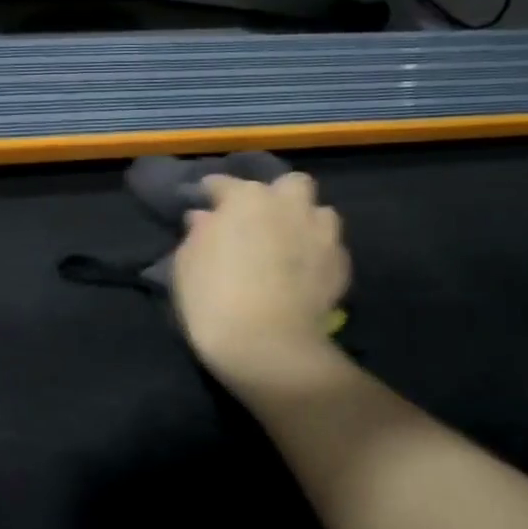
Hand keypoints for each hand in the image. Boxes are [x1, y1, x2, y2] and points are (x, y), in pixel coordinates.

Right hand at [172, 172, 350, 379]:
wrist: (266, 344)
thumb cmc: (213, 298)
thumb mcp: (186, 263)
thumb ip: (198, 233)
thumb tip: (205, 218)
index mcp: (246, 199)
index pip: (225, 184)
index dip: (214, 191)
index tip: (206, 199)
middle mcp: (289, 206)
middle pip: (290, 185)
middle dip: (277, 196)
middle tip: (260, 219)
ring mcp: (321, 234)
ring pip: (320, 213)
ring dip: (305, 222)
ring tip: (290, 244)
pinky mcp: (341, 265)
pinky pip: (330, 248)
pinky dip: (317, 254)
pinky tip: (305, 272)